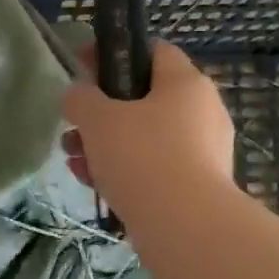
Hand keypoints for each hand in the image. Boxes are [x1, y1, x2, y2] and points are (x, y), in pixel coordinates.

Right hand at [61, 42, 234, 215]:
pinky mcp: (198, 186)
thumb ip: (81, 98)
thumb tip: (79, 94)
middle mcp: (203, 111)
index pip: (153, 51)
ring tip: (75, 162)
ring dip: (106, 145)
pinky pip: (156, 168)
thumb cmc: (142, 157)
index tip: (82, 69)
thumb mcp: (97, 119)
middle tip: (73, 128)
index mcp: (186, 83)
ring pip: (146, 137)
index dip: (113, 55)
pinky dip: (125, 171)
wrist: (185, 227)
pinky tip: (94, 186)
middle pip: (144, 99)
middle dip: (101, 113)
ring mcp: (204, 151)